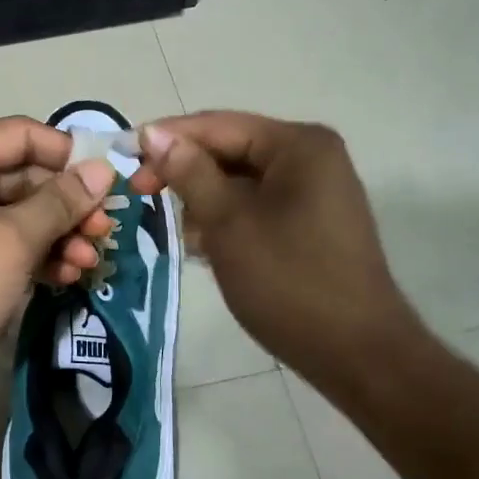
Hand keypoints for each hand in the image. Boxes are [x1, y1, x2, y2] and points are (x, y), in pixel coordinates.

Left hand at [0, 117, 117, 423]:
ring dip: (60, 235)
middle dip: (68, 204)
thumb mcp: (12, 238)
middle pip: (24, 177)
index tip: (108, 179)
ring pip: (21, 216)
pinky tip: (69, 276)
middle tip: (106, 229)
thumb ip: (61, 201)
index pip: (19, 134)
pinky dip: (40, 257)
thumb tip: (103, 170)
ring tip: (91, 261)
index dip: (66, 152)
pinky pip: (10, 247)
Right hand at [129, 112, 424, 383]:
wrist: (356, 353)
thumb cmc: (287, 282)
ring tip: (186, 238)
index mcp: (298, 145)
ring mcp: (316, 190)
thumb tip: (154, 133)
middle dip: (186, 174)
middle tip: (140, 195)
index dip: (166, 139)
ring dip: (206, 202)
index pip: (217, 125)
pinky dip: (229, 220)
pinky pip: (258, 205)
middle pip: (230, 150)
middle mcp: (312, 156)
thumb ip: (189, 172)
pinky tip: (209, 249)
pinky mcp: (313, 222)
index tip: (122, 157)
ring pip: (240, 181)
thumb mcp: (228, 223)